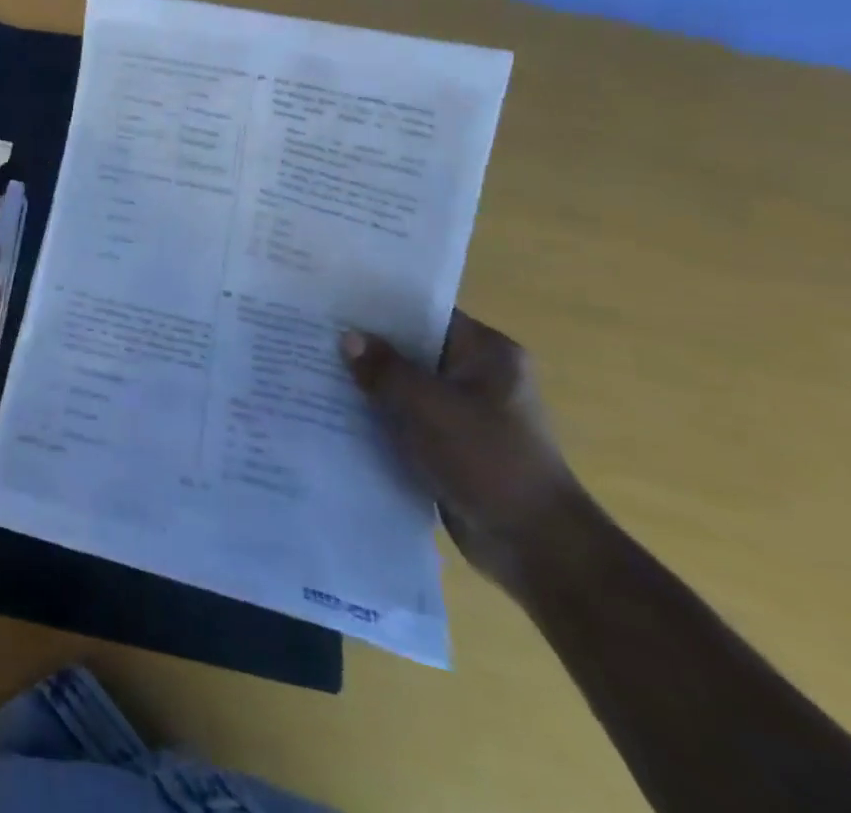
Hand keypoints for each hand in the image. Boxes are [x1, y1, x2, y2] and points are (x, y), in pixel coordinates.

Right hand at [343, 311, 584, 594]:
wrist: (536, 548)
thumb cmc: (488, 460)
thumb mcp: (429, 406)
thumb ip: (384, 368)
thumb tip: (347, 337)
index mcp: (487, 353)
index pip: (425, 314)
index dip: (379, 307)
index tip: (334, 302)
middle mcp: (478, 376)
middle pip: (412, 350)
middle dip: (368, 348)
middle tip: (313, 334)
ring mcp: (466, 414)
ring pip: (406, 387)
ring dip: (370, 386)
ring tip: (315, 369)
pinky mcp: (452, 447)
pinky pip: (407, 420)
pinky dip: (380, 418)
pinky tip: (337, 413)